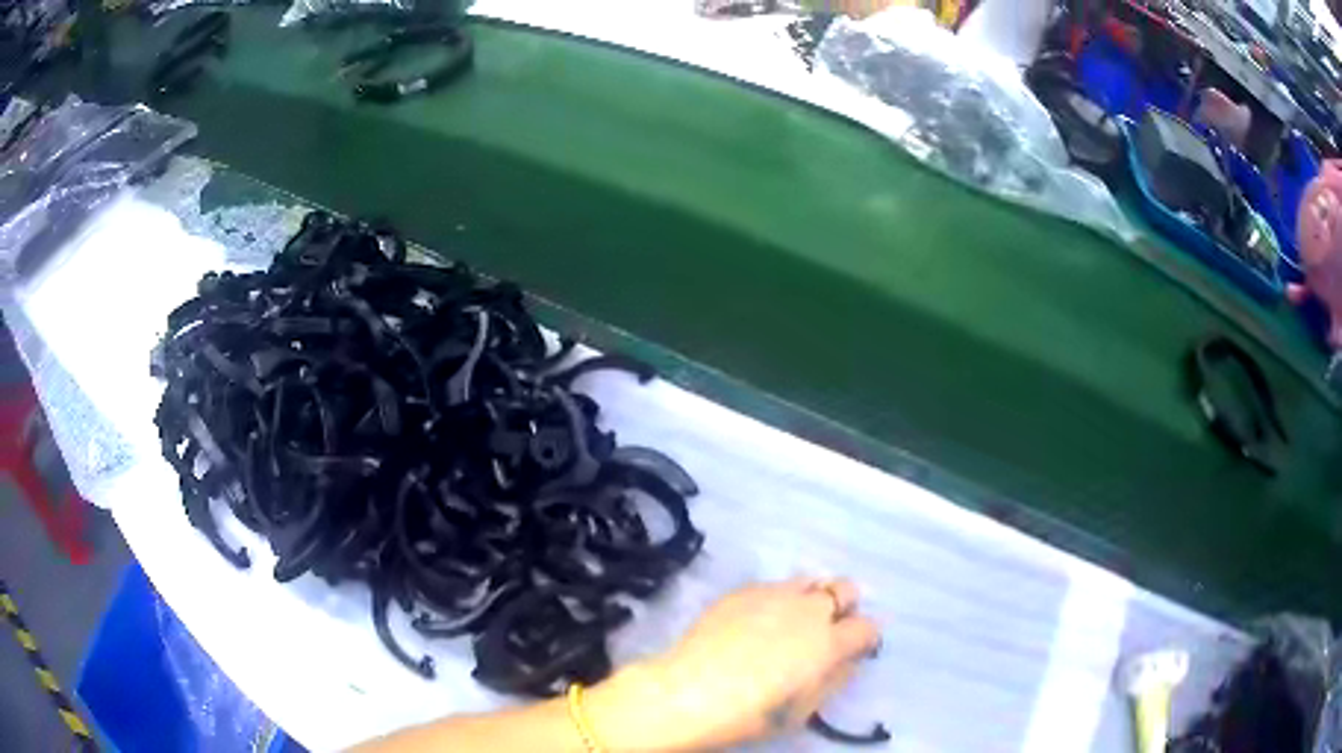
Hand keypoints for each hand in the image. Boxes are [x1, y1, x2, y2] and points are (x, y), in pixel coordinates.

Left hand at [588, 578, 880, 751]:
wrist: (688, 693)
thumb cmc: (751, 713)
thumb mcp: (803, 710)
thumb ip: (834, 680)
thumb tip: (848, 661)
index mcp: (829, 642)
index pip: (867, 626)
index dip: (865, 637)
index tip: (856, 648)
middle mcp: (808, 610)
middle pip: (845, 588)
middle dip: (844, 605)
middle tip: (827, 628)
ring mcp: (773, 594)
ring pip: (808, 581)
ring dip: (809, 598)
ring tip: (790, 621)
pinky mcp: (742, 590)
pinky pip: (771, 586)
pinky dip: (776, 600)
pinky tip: (756, 622)